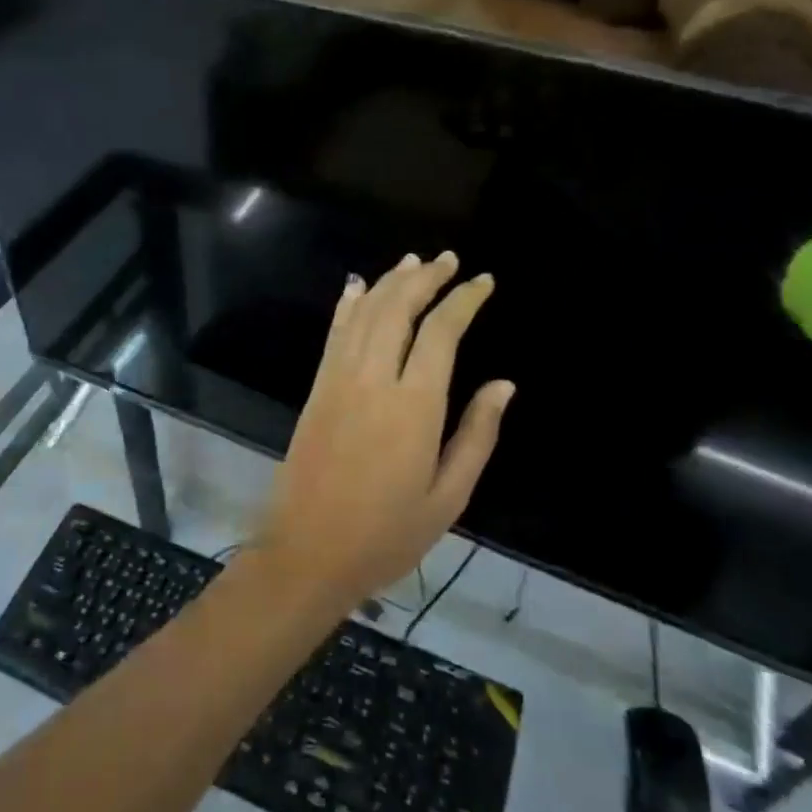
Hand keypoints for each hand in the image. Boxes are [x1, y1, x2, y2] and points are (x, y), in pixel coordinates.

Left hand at [253, 252, 515, 611]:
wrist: (307, 551)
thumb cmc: (387, 534)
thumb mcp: (448, 497)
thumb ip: (477, 435)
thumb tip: (504, 385)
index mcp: (414, 406)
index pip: (441, 332)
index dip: (464, 300)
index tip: (483, 281)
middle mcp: (374, 379)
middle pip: (399, 308)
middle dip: (426, 278)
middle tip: (449, 260)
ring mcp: (338, 379)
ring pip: (365, 312)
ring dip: (390, 282)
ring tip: (413, 262)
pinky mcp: (317, 387)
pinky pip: (335, 333)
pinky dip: (349, 304)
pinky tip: (358, 286)